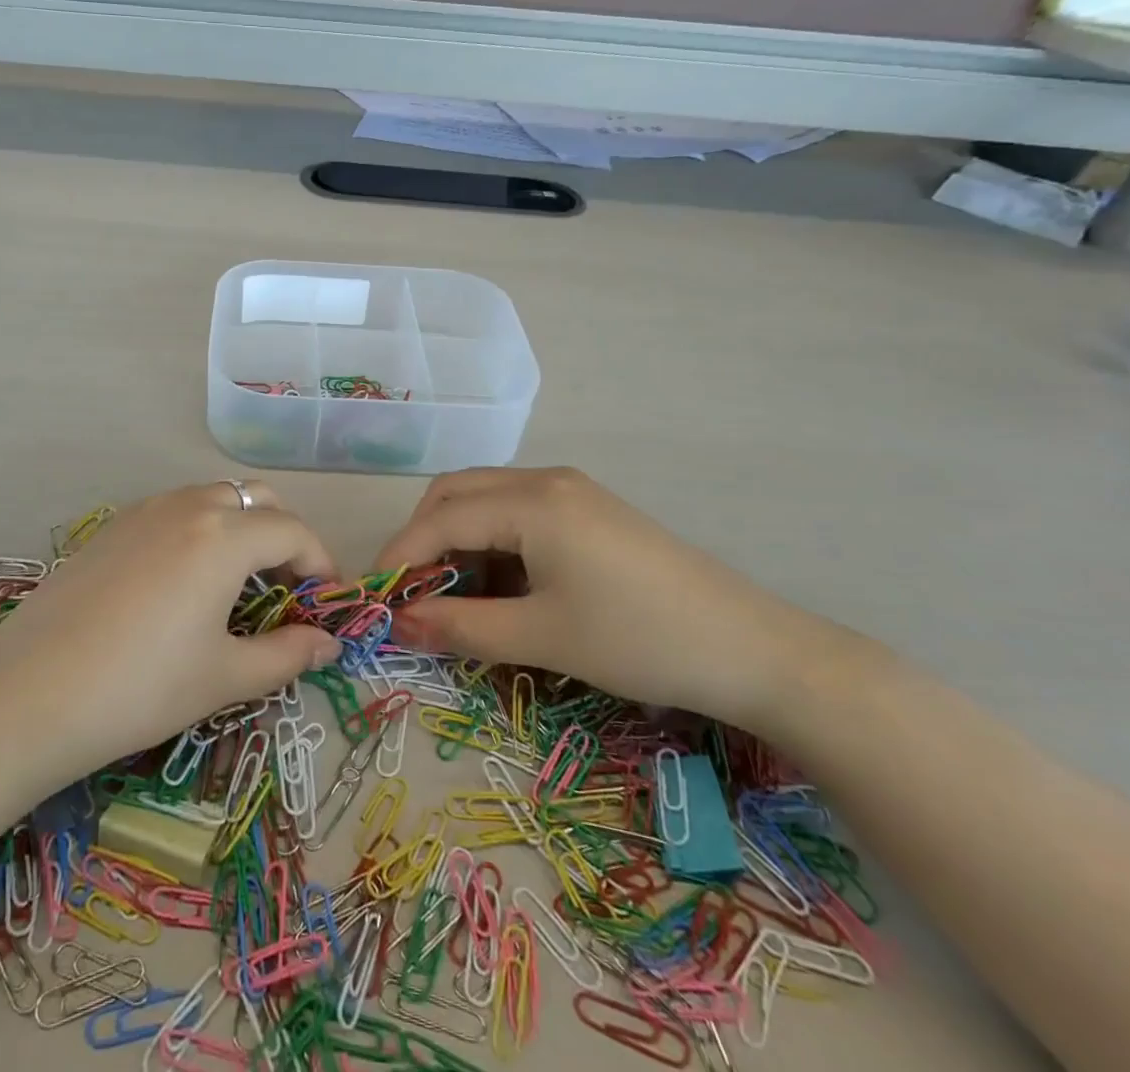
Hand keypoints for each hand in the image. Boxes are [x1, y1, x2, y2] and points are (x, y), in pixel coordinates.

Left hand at [0, 482, 341, 785]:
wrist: (29, 694)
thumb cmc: (142, 687)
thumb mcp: (224, 676)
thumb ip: (287, 655)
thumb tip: (328, 645)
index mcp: (224, 536)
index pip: (293, 531)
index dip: (319, 563)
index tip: (325, 602)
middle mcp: (187, 507)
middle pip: (256, 499)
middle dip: (282, 535)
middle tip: (282, 588)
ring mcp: (143, 511)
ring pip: (212, 499)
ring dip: (240, 528)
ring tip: (235, 586)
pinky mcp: (111, 527)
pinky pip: (173, 511)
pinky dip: (198, 531)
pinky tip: (181, 583)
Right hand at [374, 467, 836, 727]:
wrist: (753, 650)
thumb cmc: (639, 641)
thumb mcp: (542, 638)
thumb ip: (461, 627)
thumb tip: (399, 624)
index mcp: (531, 501)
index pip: (440, 518)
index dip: (401, 556)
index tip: (376, 599)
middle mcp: (545, 479)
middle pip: (456, 494)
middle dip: (422, 538)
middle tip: (410, 593)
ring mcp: (572, 490)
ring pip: (486, 499)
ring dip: (456, 538)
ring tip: (451, 593)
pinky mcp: (590, 509)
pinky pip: (518, 511)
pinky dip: (492, 541)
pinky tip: (500, 583)